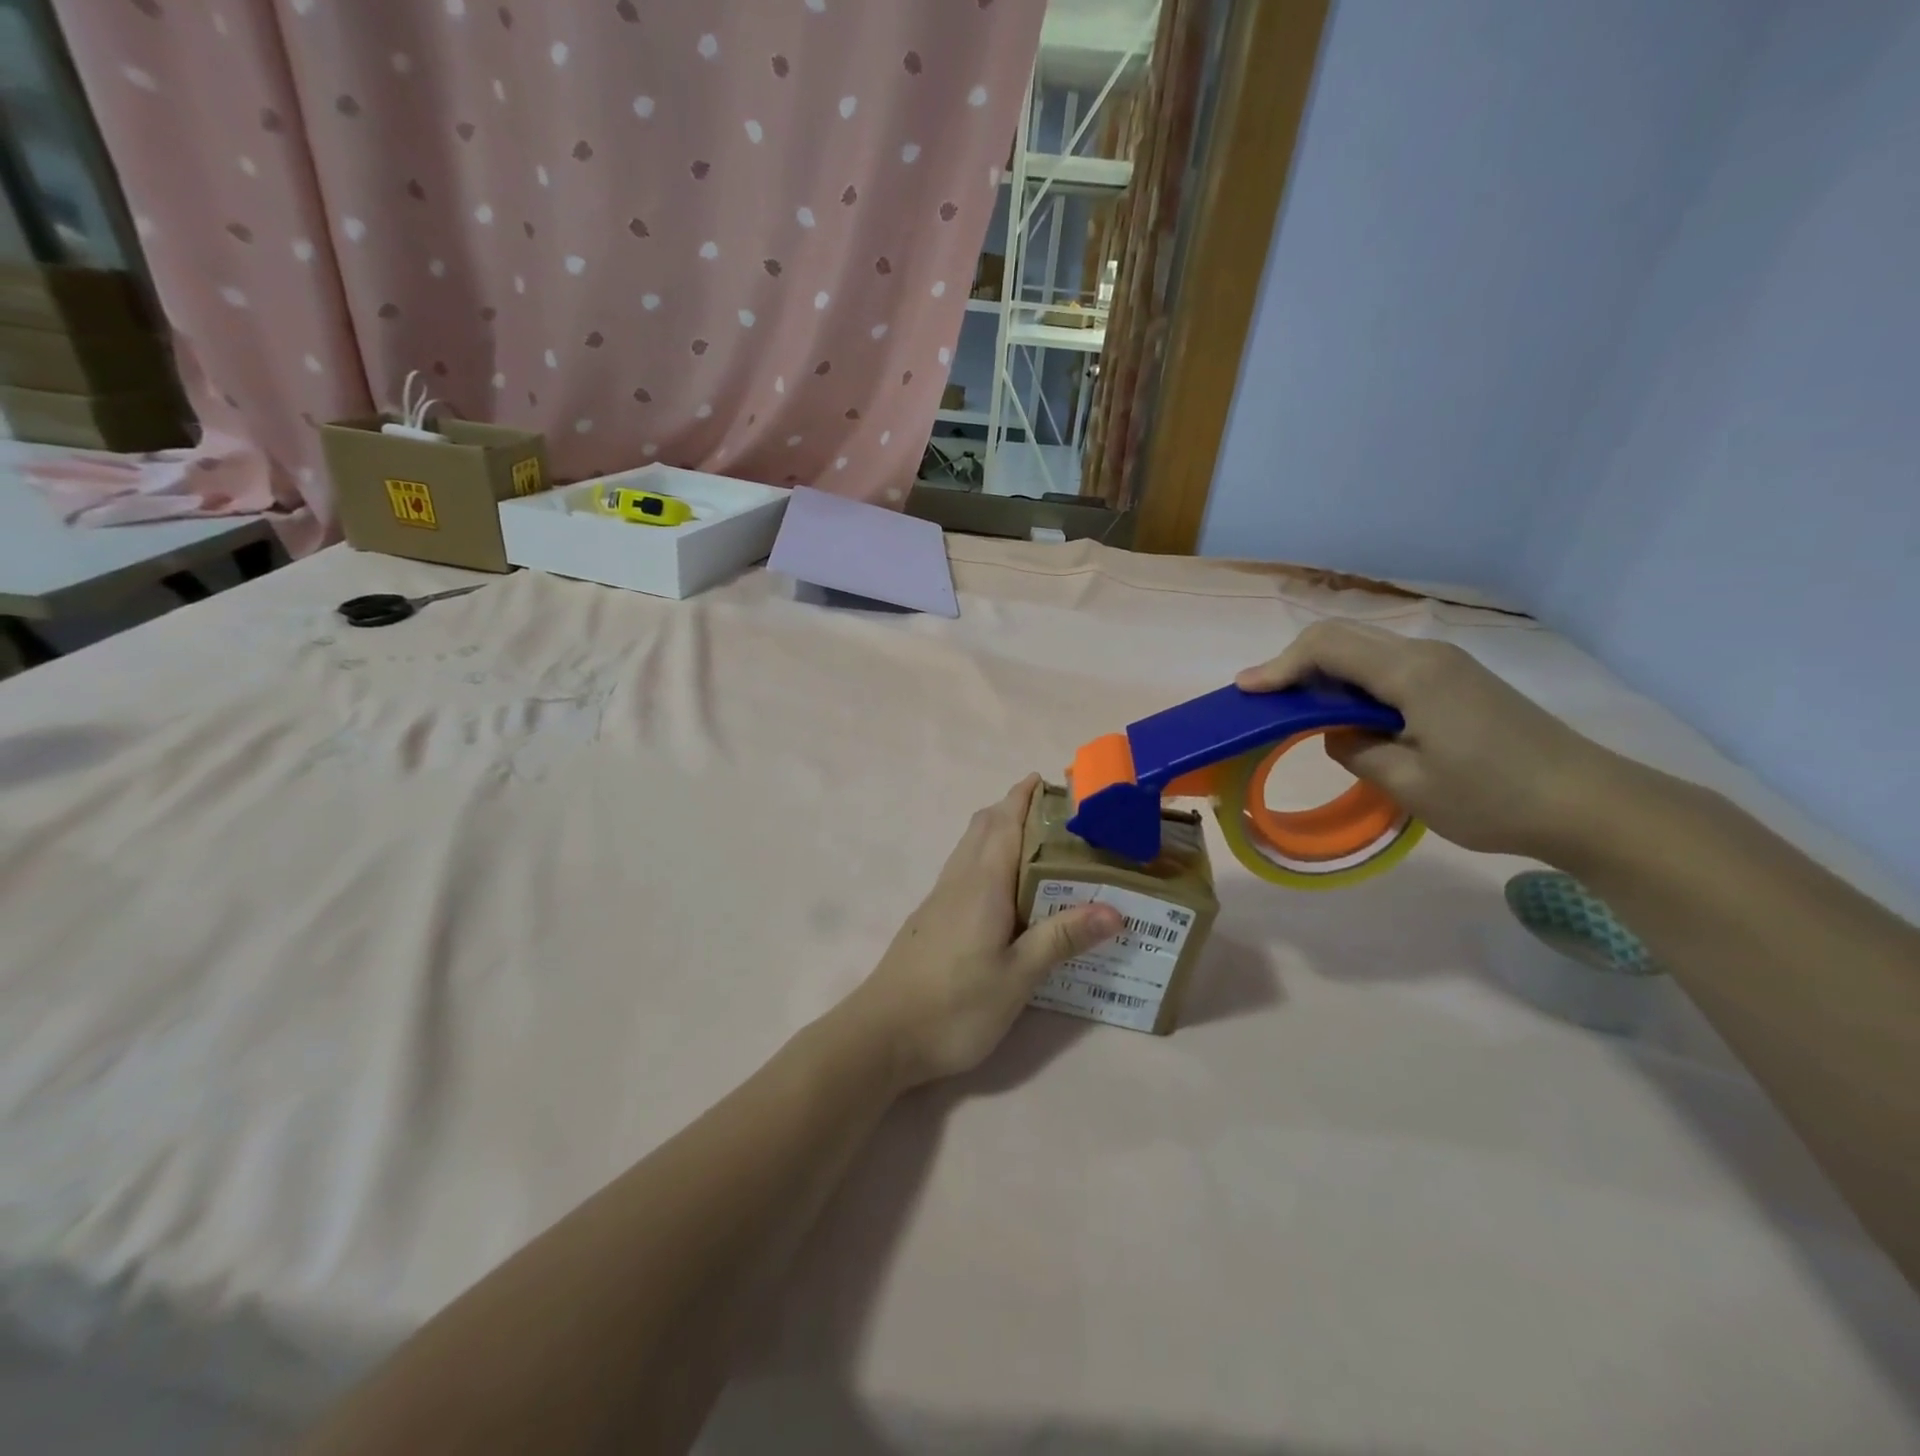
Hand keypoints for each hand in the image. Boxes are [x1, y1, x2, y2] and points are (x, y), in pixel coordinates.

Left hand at [847, 776, 1121, 1088]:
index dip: (1024, 795)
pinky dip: (988, 859)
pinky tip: (1008, 891)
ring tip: (1041, 848)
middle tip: (1060, 818)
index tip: (1051, 781)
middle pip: (984, 825)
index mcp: (983, 882)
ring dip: (1000, 832)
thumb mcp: (1018, 977)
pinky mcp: (931, 917)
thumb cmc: (955, 1005)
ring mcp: (940, 898)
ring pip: (971, 846)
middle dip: (1016, 808)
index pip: (1005, 821)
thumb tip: (1114, 909)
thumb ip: (1062, 938)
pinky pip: (964, 870)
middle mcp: (959, 879)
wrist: (882, 1034)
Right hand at [1235, 621, 1609, 859]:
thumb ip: (1356, 750)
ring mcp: (1447, 665)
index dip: (1279, 666)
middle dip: (1295, 663)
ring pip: (1366, 651)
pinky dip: (1353, 682)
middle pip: (1343, 638)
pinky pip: (1388, 667)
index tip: (1245, 691)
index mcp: (1411, 673)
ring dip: (1324, 672)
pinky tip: (1345, 711)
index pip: (1327, 648)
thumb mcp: (1408, 785)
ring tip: (1293, 705)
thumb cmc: (1494, 798)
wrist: (1591, 804)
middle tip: (1262, 697)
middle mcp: (1426, 655)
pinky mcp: (1459, 682)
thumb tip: (1337, 732)